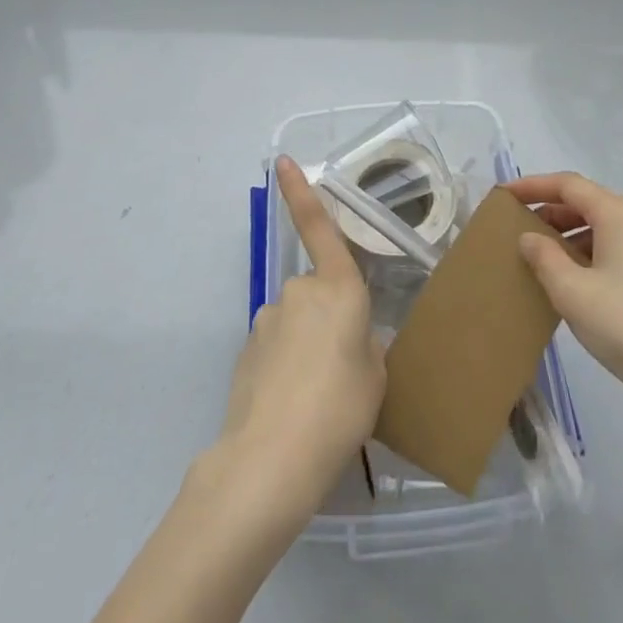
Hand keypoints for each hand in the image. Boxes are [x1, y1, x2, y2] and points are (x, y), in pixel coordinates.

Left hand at [209, 156, 385, 518]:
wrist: (270, 460)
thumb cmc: (339, 409)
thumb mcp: (376, 377)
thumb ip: (367, 347)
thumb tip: (352, 342)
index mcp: (338, 289)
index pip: (319, 227)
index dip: (300, 192)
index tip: (282, 161)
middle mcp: (298, 293)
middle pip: (318, 295)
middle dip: (329, 321)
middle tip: (344, 373)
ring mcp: (266, 321)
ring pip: (296, 324)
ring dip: (306, 348)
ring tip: (317, 400)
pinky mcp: (246, 352)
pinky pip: (276, 349)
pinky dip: (285, 369)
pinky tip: (292, 408)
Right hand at [509, 172, 622, 422]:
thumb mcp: (572, 292)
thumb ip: (544, 258)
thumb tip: (530, 236)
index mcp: (619, 214)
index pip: (568, 185)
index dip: (533, 186)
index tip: (504, 194)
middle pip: (588, 202)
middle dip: (551, 211)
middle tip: (518, 227)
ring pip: (604, 227)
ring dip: (570, 234)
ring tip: (542, 256)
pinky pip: (619, 247)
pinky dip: (591, 251)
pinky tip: (577, 280)